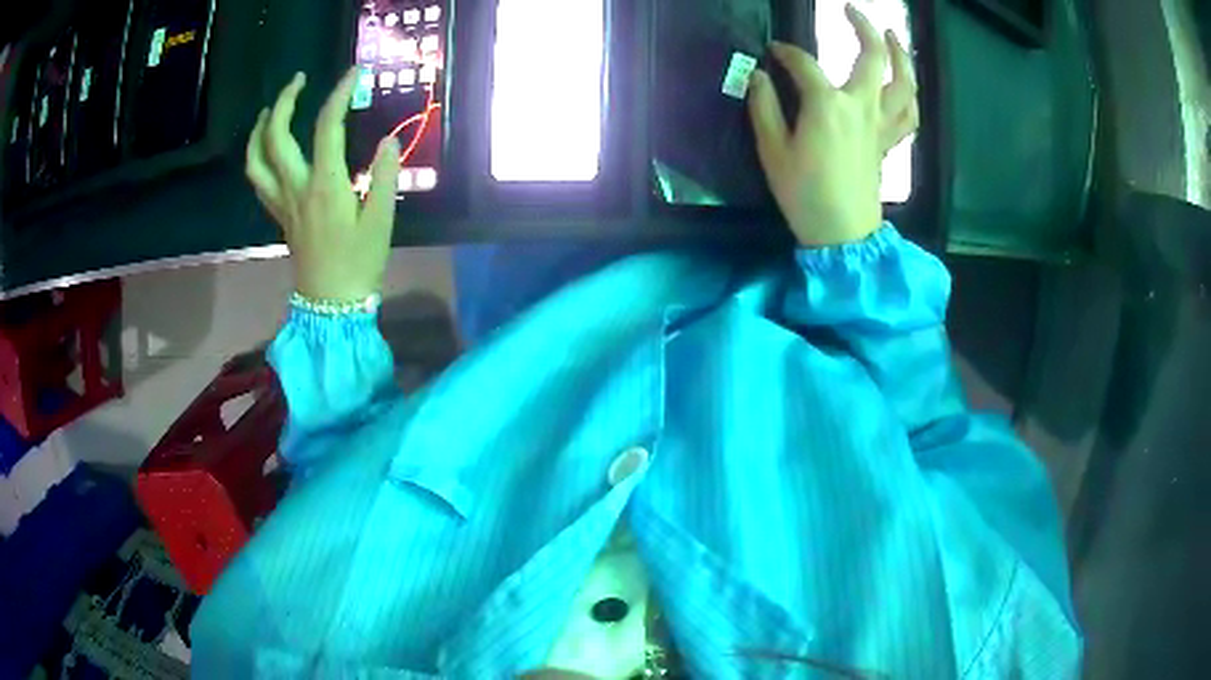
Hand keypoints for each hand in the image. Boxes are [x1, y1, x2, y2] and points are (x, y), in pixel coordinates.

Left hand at [246, 68, 400, 302]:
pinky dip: (257, 156)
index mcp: (325, 185)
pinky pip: (258, 180)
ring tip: (270, 109)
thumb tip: (388, 140)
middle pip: (276, 136)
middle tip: (299, 80)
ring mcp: (282, 202)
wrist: (330, 304)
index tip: (353, 73)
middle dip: (284, 101)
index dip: (339, 94)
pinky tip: (267, 146)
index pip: (326, 127)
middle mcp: (296, 188)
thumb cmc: (359, 263)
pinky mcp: (278, 214)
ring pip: (256, 160)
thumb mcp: (382, 221)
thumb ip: (386, 177)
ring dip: (259, 129)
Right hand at [747, 3, 917, 246]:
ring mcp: (881, 124)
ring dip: (901, 56)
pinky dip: (909, 96)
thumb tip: (759, 76)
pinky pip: (908, 115)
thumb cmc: (804, 193)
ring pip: (903, 83)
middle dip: (863, 27)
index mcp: (827, 105)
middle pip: (872, 57)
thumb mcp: (772, 150)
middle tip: (852, 10)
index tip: (773, 52)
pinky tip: (904, 85)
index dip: (786, 53)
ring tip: (893, 37)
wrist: (842, 235)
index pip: (804, 64)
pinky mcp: (889, 142)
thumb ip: (764, 107)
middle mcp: (861, 106)